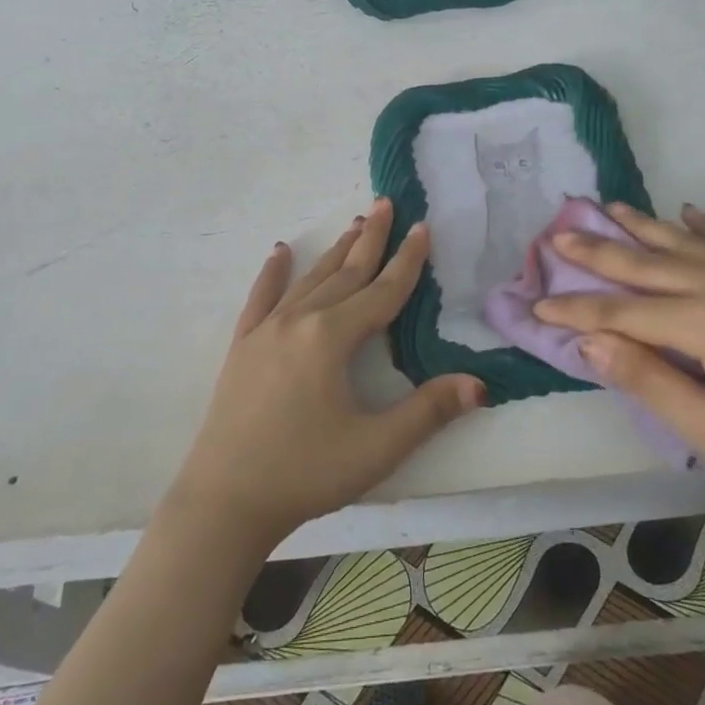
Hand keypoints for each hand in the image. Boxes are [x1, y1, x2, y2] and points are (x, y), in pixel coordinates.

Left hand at [169, 198, 484, 546]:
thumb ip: (428, 411)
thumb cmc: (305, 473)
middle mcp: (299, 321)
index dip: (407, 261)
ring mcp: (265, 331)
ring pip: (309, 280)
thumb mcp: (376, 447)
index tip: (423, 228)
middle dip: (370, 239)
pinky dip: (273, 273)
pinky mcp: (242, 347)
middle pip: (344, 273)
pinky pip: (260, 299)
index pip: (381, 292)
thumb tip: (479, 384)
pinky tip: (279, 252)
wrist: (225, 500)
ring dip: (334, 252)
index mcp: (331, 338)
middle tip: (386, 204)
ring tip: (354, 225)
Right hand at [535, 203, 704, 516]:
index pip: (618, 312)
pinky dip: (702, 225)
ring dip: (640, 226)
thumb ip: (647, 380)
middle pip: (643, 262)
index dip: (574, 312)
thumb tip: (589, 344)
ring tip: (606, 207)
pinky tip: (686, 213)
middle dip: (595, 251)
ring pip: (682, 241)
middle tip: (555, 234)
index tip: (535, 306)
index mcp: (703, 321)